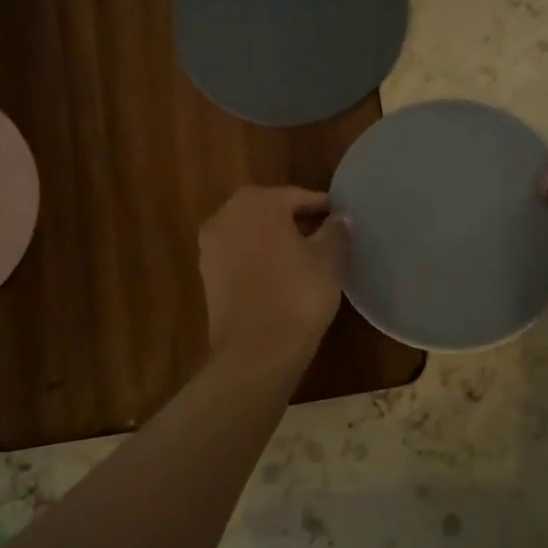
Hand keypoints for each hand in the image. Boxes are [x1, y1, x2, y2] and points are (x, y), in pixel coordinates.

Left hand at [198, 186, 348, 369]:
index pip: (297, 197)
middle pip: (270, 212)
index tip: (340, 220)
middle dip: (296, 222)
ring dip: (275, 242)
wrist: (256, 350)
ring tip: (305, 260)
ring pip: (252, 235)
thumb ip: (336, 231)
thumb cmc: (298, 294)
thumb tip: (340, 219)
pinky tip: (281, 278)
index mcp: (256, 202)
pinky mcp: (207, 277)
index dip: (322, 208)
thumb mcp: (329, 259)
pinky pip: (240, 258)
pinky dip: (259, 261)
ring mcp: (211, 247)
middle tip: (325, 238)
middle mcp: (226, 215)